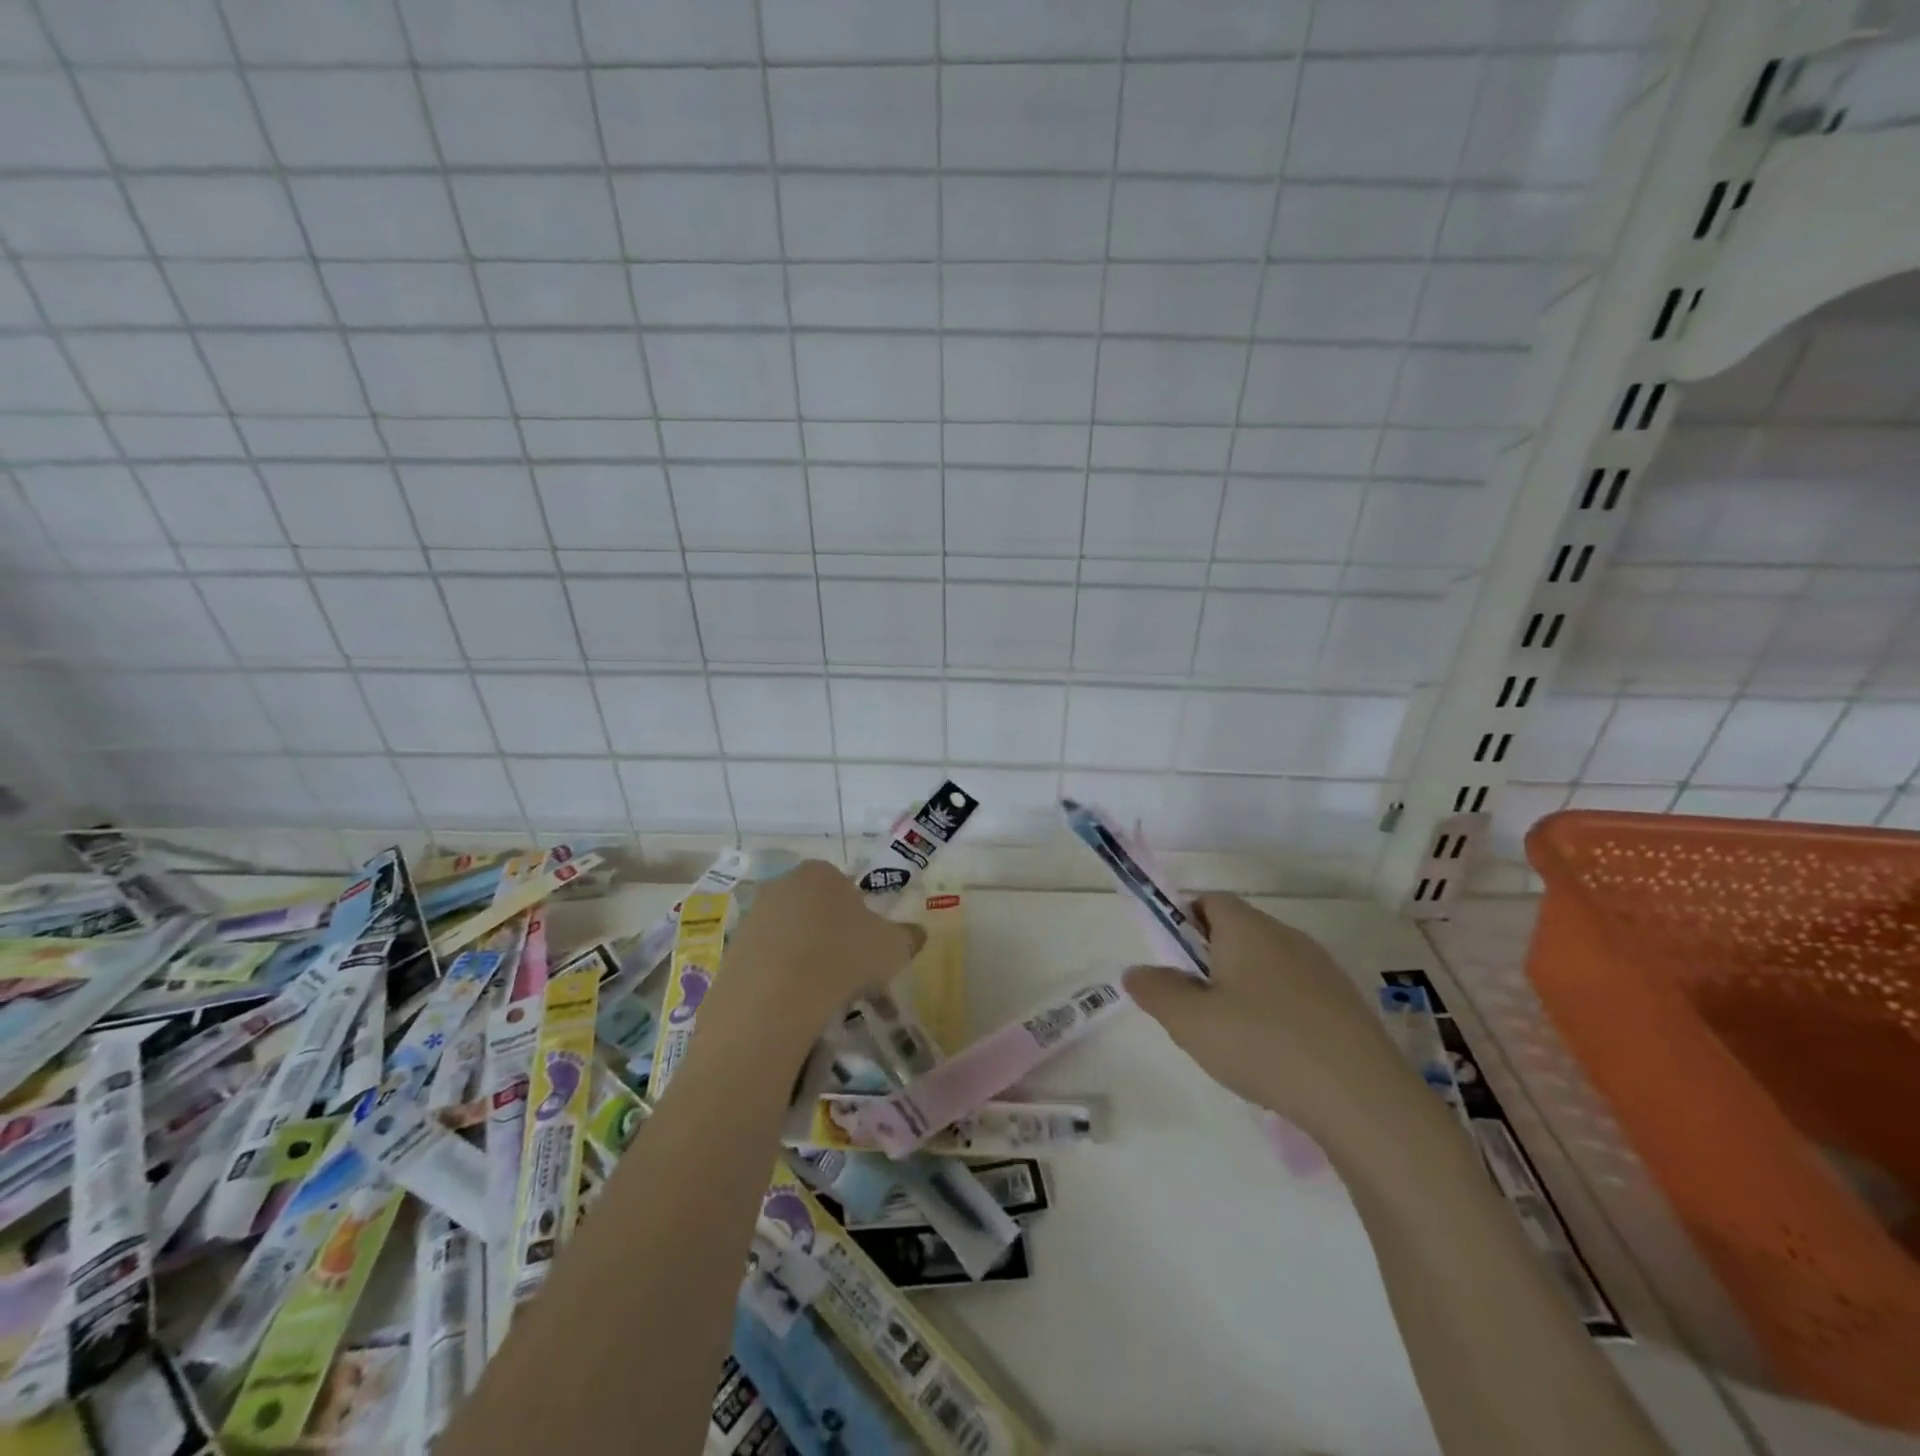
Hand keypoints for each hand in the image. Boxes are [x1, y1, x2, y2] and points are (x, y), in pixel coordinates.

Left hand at [717, 860, 925, 1032]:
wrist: (775, 998)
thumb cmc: (843, 957)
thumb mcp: (893, 948)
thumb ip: (908, 937)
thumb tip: (918, 934)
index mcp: (821, 873)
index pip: (845, 887)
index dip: (859, 918)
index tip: (866, 948)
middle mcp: (783, 884)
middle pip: (815, 909)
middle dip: (830, 936)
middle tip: (847, 971)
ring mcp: (752, 916)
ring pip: (789, 935)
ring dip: (804, 957)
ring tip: (821, 994)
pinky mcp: (731, 950)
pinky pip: (765, 961)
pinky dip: (779, 978)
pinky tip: (792, 1003)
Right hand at [1124, 895, 1417, 1142]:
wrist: (1363, 1099)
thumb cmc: (1263, 1045)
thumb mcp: (1190, 1022)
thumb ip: (1156, 991)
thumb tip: (1136, 971)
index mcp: (1247, 928)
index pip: (1209, 901)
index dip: (1184, 923)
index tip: (1175, 964)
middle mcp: (1286, 936)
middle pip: (1238, 931)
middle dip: (1211, 960)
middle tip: (1198, 1007)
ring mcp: (1323, 969)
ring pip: (1268, 963)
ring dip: (1245, 987)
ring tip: (1236, 1037)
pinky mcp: (1347, 1003)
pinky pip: (1297, 992)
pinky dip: (1278, 1011)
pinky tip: (1277, 1055)